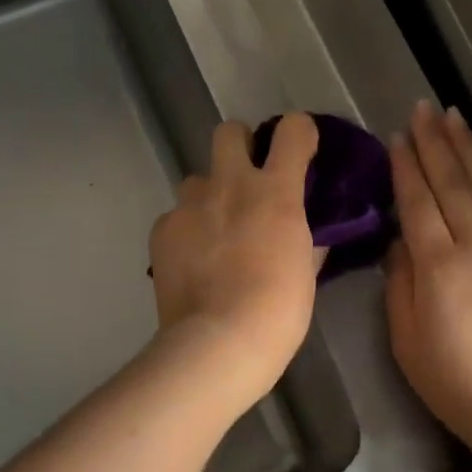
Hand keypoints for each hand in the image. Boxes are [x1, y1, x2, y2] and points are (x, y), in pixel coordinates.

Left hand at [149, 114, 320, 409]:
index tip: (301, 149)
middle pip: (228, 132)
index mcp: (275, 191)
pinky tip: (193, 261)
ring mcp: (190, 206)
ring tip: (215, 232)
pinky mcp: (162, 230)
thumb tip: (309, 231)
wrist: (219, 341)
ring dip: (209, 195)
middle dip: (240, 146)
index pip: (292, 130)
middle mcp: (230, 185)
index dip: (298, 132)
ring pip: (196, 179)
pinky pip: (175, 217)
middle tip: (247, 180)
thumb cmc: (278, 311)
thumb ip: (307, 239)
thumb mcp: (305, 271)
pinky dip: (186, 231)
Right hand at [385, 101, 471, 470]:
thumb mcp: (408, 344)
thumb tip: (400, 243)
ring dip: (468, 150)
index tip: (397, 136)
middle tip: (423, 108)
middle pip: (454, 183)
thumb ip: (399, 286)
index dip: (406, 168)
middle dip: (436, 143)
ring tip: (453, 118)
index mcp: (441, 265)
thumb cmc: (461, 388)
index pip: (419, 202)